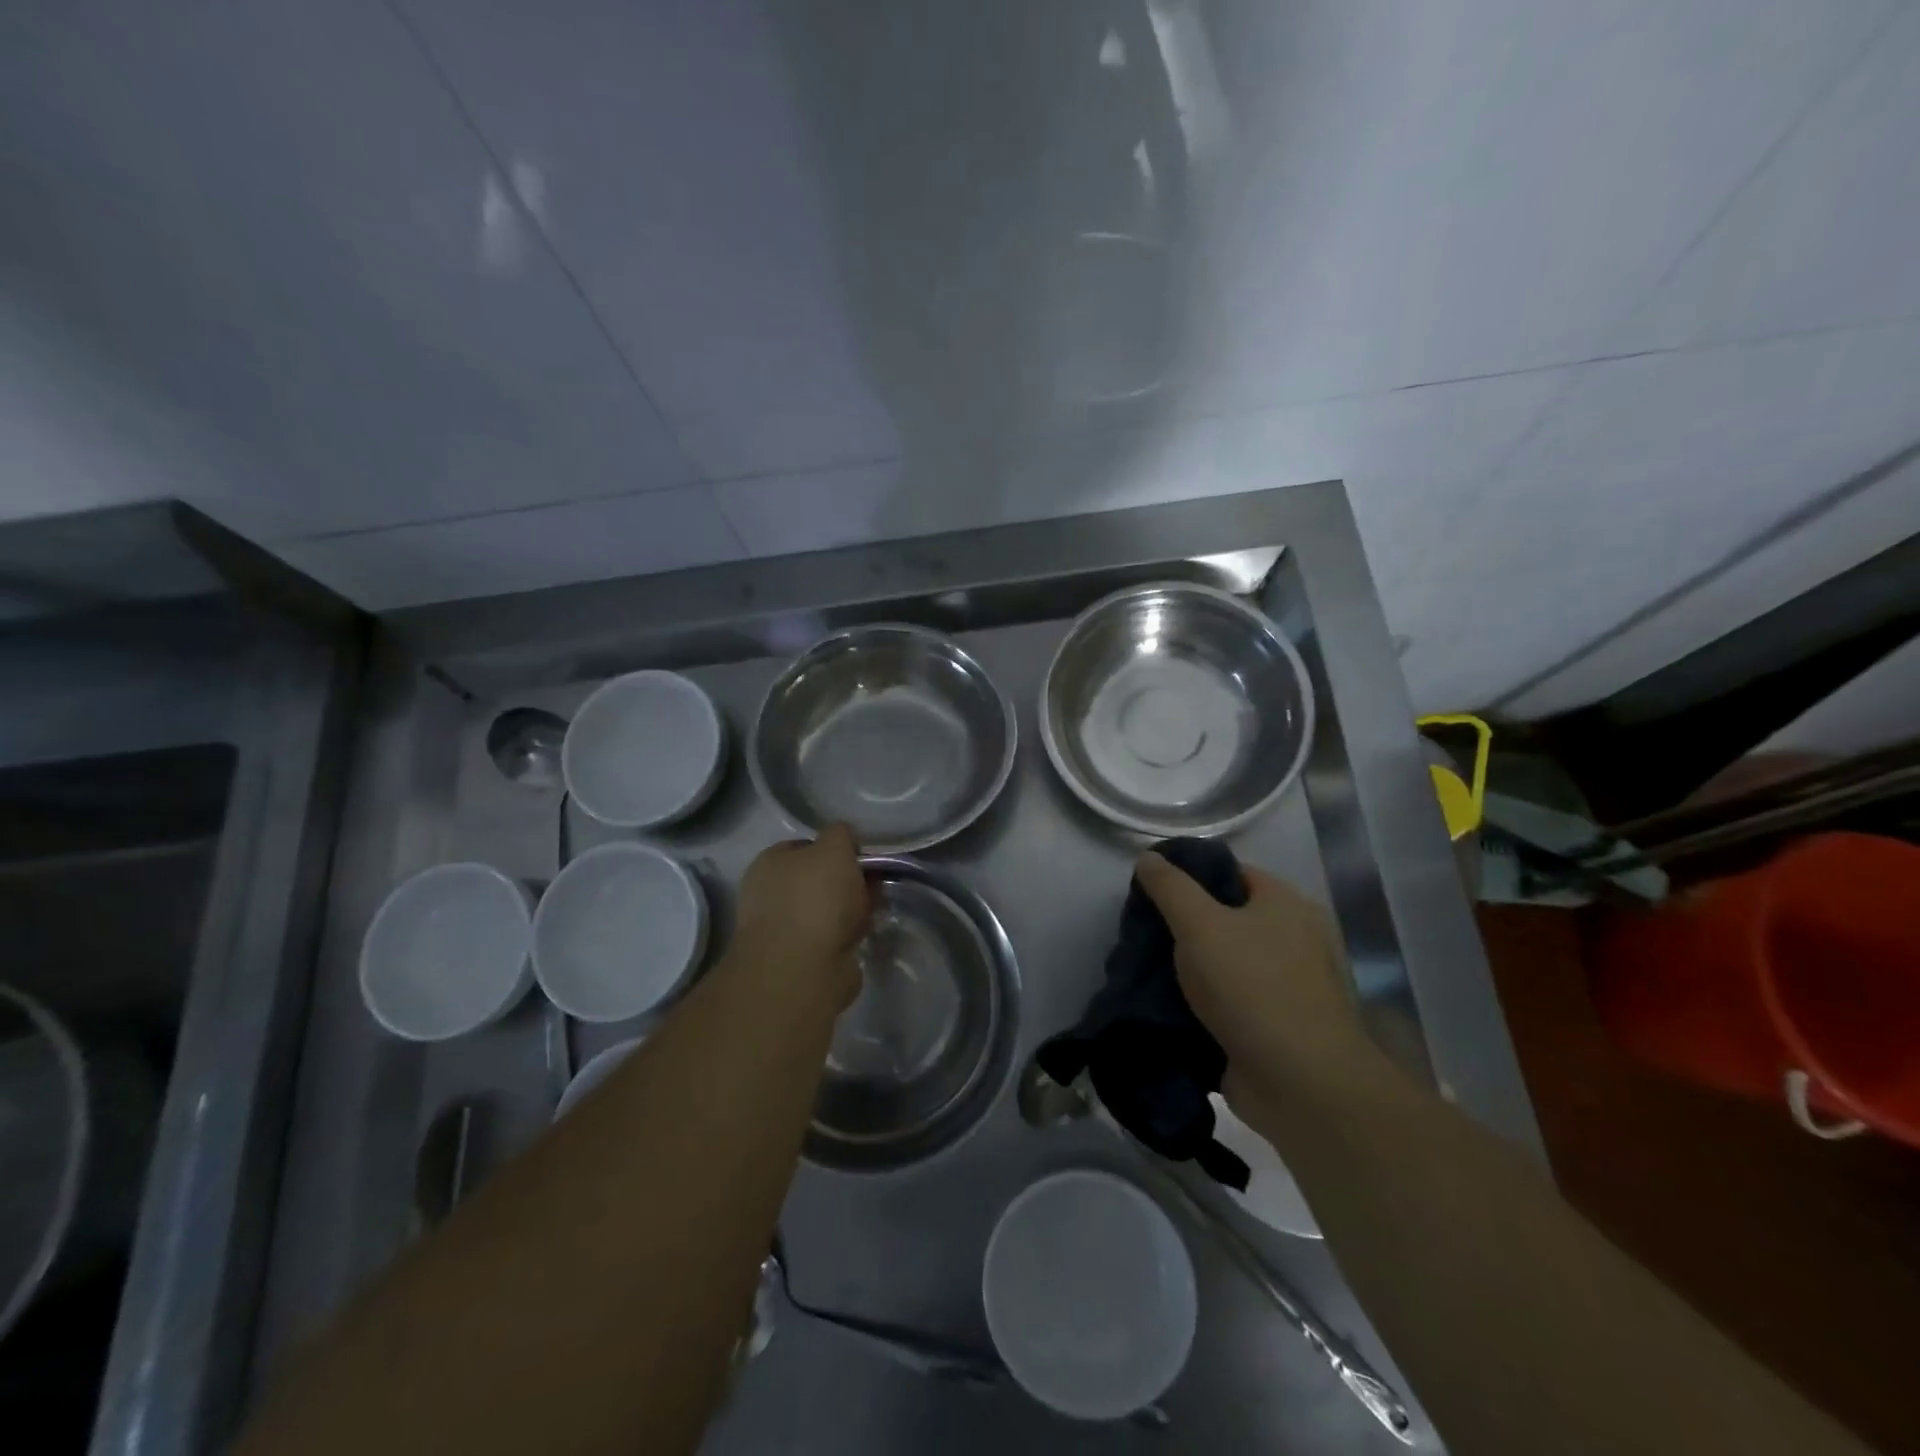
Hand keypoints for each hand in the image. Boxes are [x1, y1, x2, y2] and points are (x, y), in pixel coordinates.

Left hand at [732, 823, 869, 1007]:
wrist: (802, 970)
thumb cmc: (815, 898)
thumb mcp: (834, 848)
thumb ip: (840, 834)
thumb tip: (843, 838)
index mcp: (769, 862)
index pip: (805, 845)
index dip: (835, 848)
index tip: (861, 857)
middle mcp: (770, 893)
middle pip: (818, 878)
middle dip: (847, 881)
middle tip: (874, 885)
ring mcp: (782, 929)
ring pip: (827, 909)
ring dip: (850, 910)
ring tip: (874, 911)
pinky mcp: (799, 960)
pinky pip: (831, 937)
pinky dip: (847, 935)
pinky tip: (863, 934)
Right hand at [1135, 852, 1372, 1104]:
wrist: (1299, 1083)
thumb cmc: (1251, 987)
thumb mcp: (1199, 924)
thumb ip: (1170, 887)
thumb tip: (1148, 856)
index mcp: (1284, 903)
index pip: (1229, 872)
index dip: (1188, 876)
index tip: (1148, 890)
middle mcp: (1292, 938)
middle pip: (1225, 917)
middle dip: (1183, 926)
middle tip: (1141, 932)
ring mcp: (1285, 984)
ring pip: (1223, 962)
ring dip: (1188, 968)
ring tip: (1144, 968)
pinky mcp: (1273, 1024)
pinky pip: (1227, 1000)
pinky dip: (1200, 1001)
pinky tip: (1164, 1003)